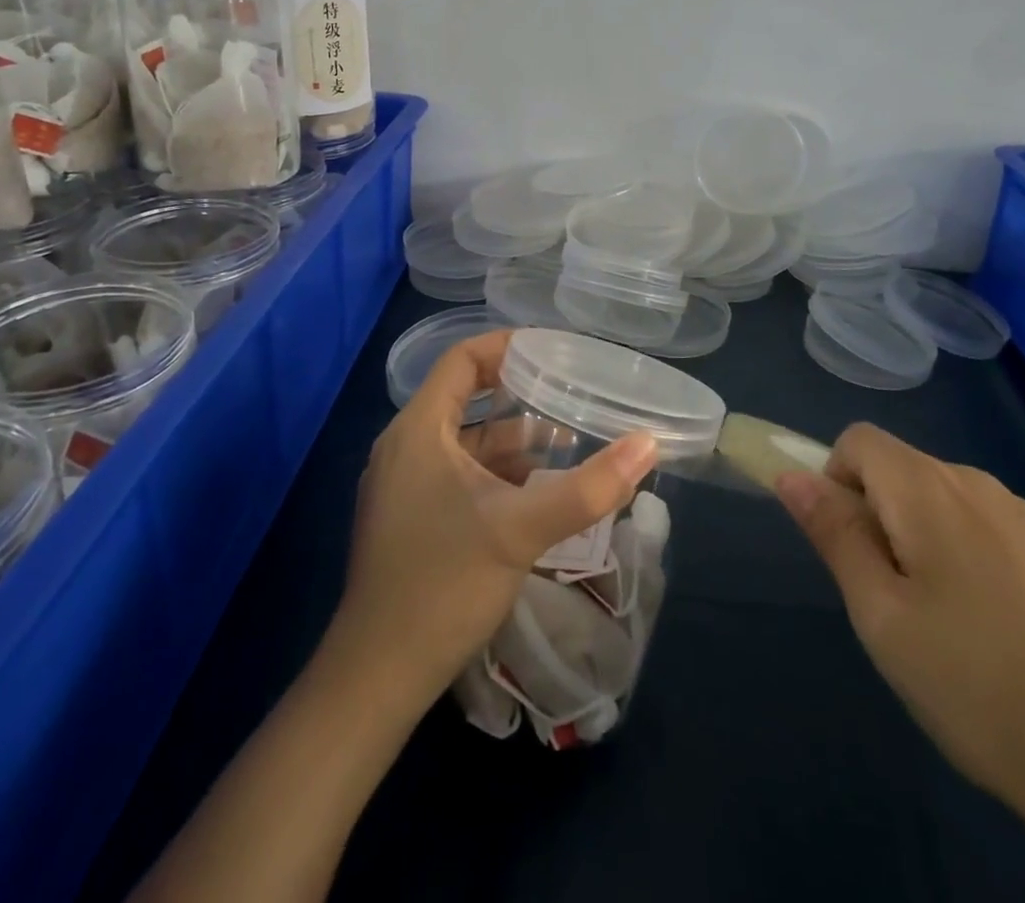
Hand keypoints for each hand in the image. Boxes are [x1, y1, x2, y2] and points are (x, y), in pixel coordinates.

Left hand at [328, 329, 658, 707]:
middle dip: (519, 393)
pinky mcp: (410, 518)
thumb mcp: (521, 530)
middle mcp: (405, 447)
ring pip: (464, 441)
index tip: (553, 350)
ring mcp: (403, 485)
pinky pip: (457, 472)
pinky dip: (496, 470)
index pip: (461, 360)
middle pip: (465, 397)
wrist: (377, 677)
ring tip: (566, 437)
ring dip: (511, 437)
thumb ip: (588, 488)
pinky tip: (536, 487)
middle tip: (571, 389)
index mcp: (418, 430)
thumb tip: (647, 445)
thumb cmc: (443, 586)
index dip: (506, 347)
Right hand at [776, 424, 1024, 902]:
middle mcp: (981, 485)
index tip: (848, 549)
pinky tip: (1003, 633)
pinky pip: (994, 528)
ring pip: (949, 500)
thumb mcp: (881, 617)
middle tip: (892, 602)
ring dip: (926, 537)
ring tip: (948, 626)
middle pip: (904, 468)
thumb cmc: (978, 689)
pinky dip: (974, 555)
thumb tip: (791, 474)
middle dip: (880, 515)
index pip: (859, 440)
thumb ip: (834, 534)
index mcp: (929, 490)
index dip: (835, 480)